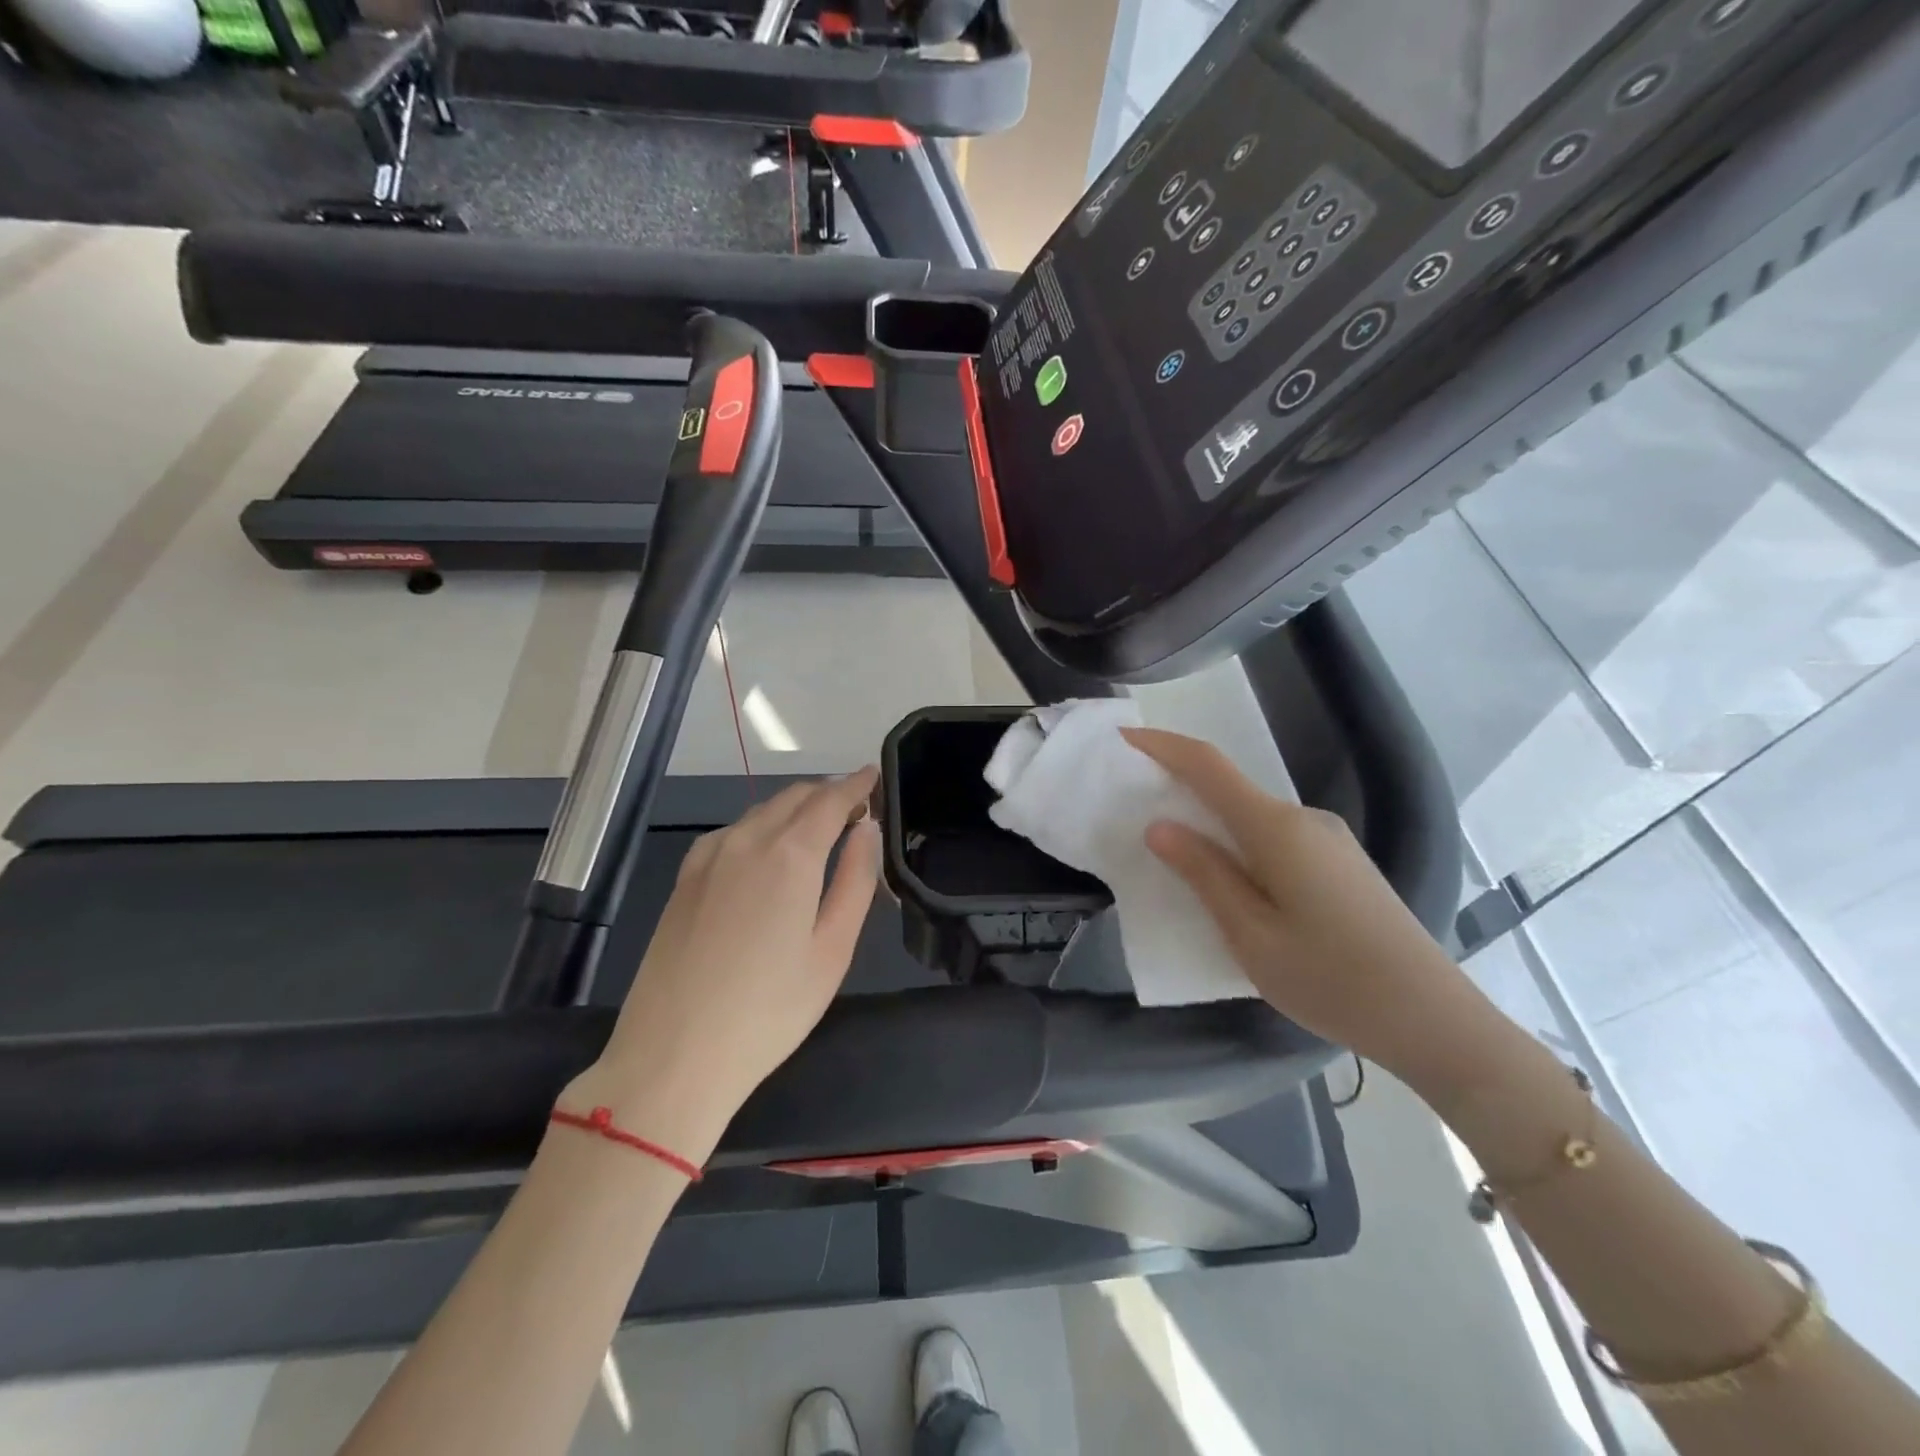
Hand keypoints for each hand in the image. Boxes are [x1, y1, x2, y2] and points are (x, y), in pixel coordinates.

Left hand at [563, 768, 881, 1159]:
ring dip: (795, 808)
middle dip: (829, 794)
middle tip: (856, 810)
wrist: (672, 1056)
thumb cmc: (769, 1011)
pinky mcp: (685, 878)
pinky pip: (733, 832)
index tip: (874, 776)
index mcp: (789, 854)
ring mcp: (708, 857)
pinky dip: (762, 826)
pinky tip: (768, 852)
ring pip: (762, 811)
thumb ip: (856, 880)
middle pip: (795, 797)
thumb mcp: (832, 950)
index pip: (831, 799)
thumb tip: (868, 830)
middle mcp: (746, 840)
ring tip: (820, 829)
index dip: (856, 784)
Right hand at [1123, 728, 1495, 1091]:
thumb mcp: (1251, 934)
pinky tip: (1229, 882)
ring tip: (1173, 853)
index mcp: (1276, 829)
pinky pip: (1273, 838)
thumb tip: (1160, 827)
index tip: (1123, 738)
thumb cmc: (1331, 980)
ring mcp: (1328, 839)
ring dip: (1209, 821)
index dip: (1163, 746)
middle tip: (1134, 807)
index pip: (1208, 766)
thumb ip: (1204, 874)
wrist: (1434, 1020)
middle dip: (1179, 787)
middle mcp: (1303, 820)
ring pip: (1251, 816)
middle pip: (1229, 788)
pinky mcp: (1340, 863)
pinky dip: (1238, 843)